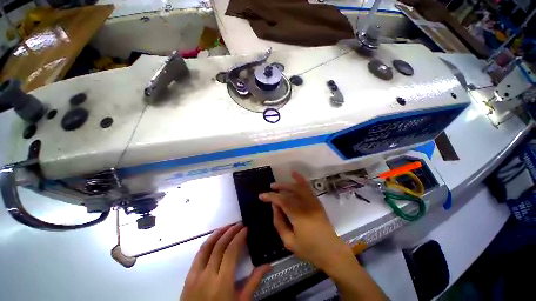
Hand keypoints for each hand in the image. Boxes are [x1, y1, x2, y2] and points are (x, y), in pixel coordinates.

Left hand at [180, 224, 270, 300]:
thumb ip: (253, 282)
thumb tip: (268, 265)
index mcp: (222, 282)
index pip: (231, 251)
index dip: (239, 236)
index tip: (246, 228)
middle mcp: (208, 275)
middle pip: (220, 245)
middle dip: (231, 231)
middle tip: (239, 224)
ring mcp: (195, 275)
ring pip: (207, 246)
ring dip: (218, 233)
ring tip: (228, 226)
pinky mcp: (188, 276)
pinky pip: (198, 254)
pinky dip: (207, 242)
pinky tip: (214, 238)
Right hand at [259, 172, 353, 271]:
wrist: (331, 251)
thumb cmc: (309, 249)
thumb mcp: (289, 242)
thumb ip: (279, 223)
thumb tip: (274, 207)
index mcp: (298, 216)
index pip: (281, 200)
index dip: (270, 197)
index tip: (261, 196)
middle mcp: (306, 205)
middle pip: (290, 191)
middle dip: (278, 188)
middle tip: (270, 188)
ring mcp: (313, 202)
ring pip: (298, 187)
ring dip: (287, 183)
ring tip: (278, 184)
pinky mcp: (317, 202)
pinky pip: (308, 188)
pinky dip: (301, 180)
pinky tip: (294, 174)